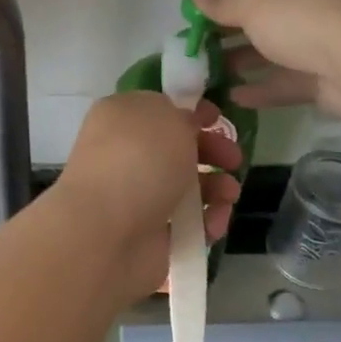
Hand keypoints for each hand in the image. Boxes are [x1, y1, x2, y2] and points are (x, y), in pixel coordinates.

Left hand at [55, 92, 241, 304]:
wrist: (107, 233)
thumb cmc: (138, 161)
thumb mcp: (166, 116)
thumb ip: (180, 114)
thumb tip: (184, 123)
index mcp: (121, 117)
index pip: (159, 108)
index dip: (190, 111)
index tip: (217, 118)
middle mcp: (126, 153)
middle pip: (178, 148)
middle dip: (212, 151)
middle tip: (233, 159)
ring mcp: (137, 195)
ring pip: (188, 186)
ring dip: (216, 188)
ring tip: (229, 195)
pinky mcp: (150, 233)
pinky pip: (188, 222)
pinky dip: (206, 221)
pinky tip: (213, 224)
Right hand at [190, 0, 340, 119]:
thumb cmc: (301, 17)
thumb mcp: (252, 2)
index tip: (186, 10)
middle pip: (257, 10)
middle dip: (223, 26)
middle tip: (192, 45)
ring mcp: (319, 37)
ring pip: (270, 46)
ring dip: (240, 58)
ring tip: (207, 73)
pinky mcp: (325, 74)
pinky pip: (286, 78)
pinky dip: (261, 86)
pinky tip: (234, 96)